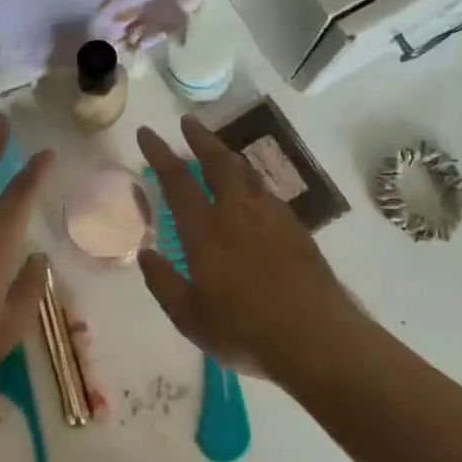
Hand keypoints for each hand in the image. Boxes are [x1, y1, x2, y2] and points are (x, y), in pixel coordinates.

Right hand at [137, 117, 357, 378]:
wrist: (316, 338)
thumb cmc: (244, 330)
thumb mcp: (189, 317)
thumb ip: (164, 282)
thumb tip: (146, 253)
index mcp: (206, 230)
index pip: (177, 180)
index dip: (160, 153)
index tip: (148, 132)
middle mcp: (239, 213)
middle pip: (219, 162)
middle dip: (201, 139)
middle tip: (189, 122)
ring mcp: (272, 218)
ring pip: (247, 174)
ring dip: (228, 156)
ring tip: (218, 152)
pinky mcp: (297, 230)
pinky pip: (268, 194)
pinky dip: (252, 183)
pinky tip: (252, 194)